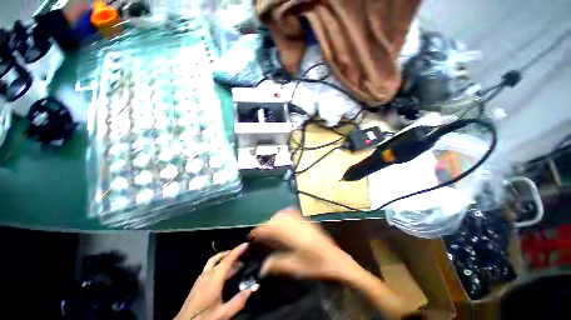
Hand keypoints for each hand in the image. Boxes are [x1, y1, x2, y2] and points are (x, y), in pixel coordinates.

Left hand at [175, 243, 256, 319]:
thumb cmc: (204, 318)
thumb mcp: (224, 313)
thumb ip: (240, 300)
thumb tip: (255, 287)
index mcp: (214, 278)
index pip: (228, 259)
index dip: (238, 250)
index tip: (247, 244)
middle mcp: (207, 274)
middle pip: (222, 257)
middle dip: (233, 253)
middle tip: (244, 253)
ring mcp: (201, 277)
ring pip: (215, 260)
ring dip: (226, 257)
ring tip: (237, 261)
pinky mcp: (199, 282)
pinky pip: (211, 266)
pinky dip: (220, 263)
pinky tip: (226, 272)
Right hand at [250, 208, 362, 282]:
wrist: (337, 260)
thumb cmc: (318, 266)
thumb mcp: (298, 268)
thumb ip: (279, 264)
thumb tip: (263, 267)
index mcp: (295, 237)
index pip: (273, 229)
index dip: (261, 230)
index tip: (252, 234)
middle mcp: (298, 225)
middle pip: (278, 219)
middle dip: (267, 225)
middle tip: (261, 234)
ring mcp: (304, 221)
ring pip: (285, 214)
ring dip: (275, 219)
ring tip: (271, 228)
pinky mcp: (308, 221)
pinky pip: (293, 212)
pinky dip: (285, 215)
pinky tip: (284, 221)